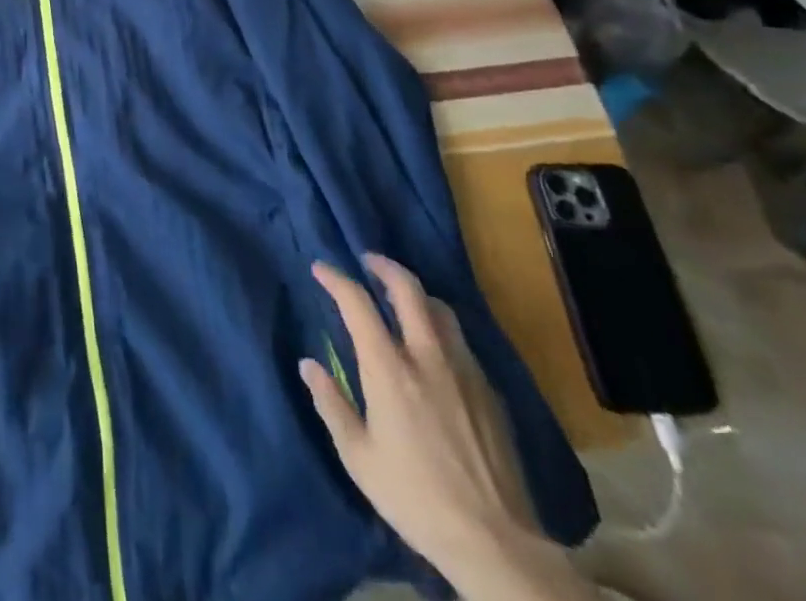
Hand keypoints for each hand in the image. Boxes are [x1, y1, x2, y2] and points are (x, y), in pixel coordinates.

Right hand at [300, 255, 593, 600]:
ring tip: (401, 299)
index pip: (357, 302)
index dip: (335, 278)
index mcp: (388, 368)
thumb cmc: (415, 498)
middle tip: (367, 262)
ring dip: (416, 294)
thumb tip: (309, 365)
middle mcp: (427, 356)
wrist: (496, 543)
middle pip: (407, 288)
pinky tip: (434, 349)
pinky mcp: (490, 393)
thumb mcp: (358, 457)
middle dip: (383, 266)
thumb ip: (331, 404)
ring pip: (440, 310)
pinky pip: (461, 342)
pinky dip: (440, 329)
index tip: (320, 269)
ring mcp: (464, 371)